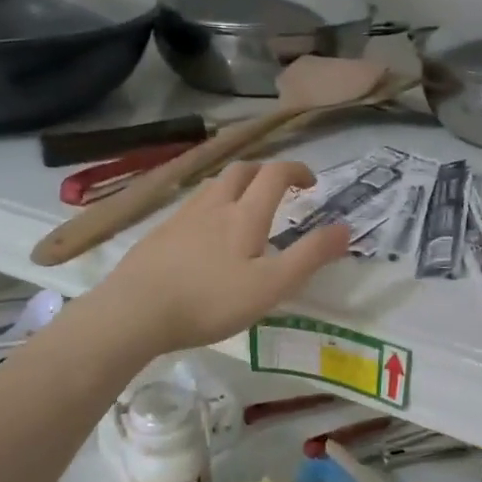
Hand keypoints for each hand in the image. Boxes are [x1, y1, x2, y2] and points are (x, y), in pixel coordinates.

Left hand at [84, 161, 350, 356]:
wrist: (135, 311)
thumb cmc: (210, 301)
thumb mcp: (271, 286)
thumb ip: (310, 256)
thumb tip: (346, 228)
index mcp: (244, 215)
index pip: (275, 174)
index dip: (296, 170)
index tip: (311, 183)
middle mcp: (213, 205)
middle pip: (241, 170)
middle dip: (265, 172)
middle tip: (280, 190)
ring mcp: (181, 217)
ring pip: (213, 186)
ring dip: (236, 186)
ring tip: (246, 208)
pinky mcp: (159, 234)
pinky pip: (192, 206)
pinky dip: (210, 206)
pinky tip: (206, 235)